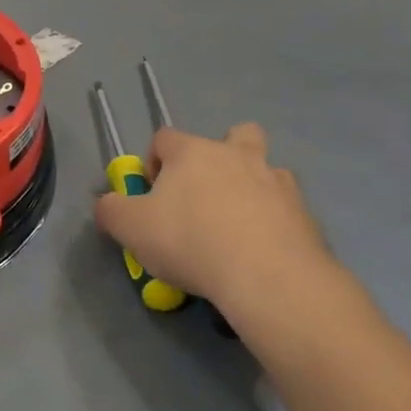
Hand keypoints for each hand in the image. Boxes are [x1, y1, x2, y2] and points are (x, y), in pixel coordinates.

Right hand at [92, 123, 331, 310]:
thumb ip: (111, 211)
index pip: (164, 138)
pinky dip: (275, 218)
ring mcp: (275, 179)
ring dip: (252, 184)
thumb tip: (107, 204)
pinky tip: (264, 248)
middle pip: (232, 135)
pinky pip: (285, 205)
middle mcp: (235, 154)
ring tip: (240, 223)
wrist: (267, 275)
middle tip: (206, 195)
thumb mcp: (132, 229)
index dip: (154, 161)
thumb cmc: (191, 241)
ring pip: (264, 167)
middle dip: (219, 155)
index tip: (152, 194)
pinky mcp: (303, 210)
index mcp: (192, 151)